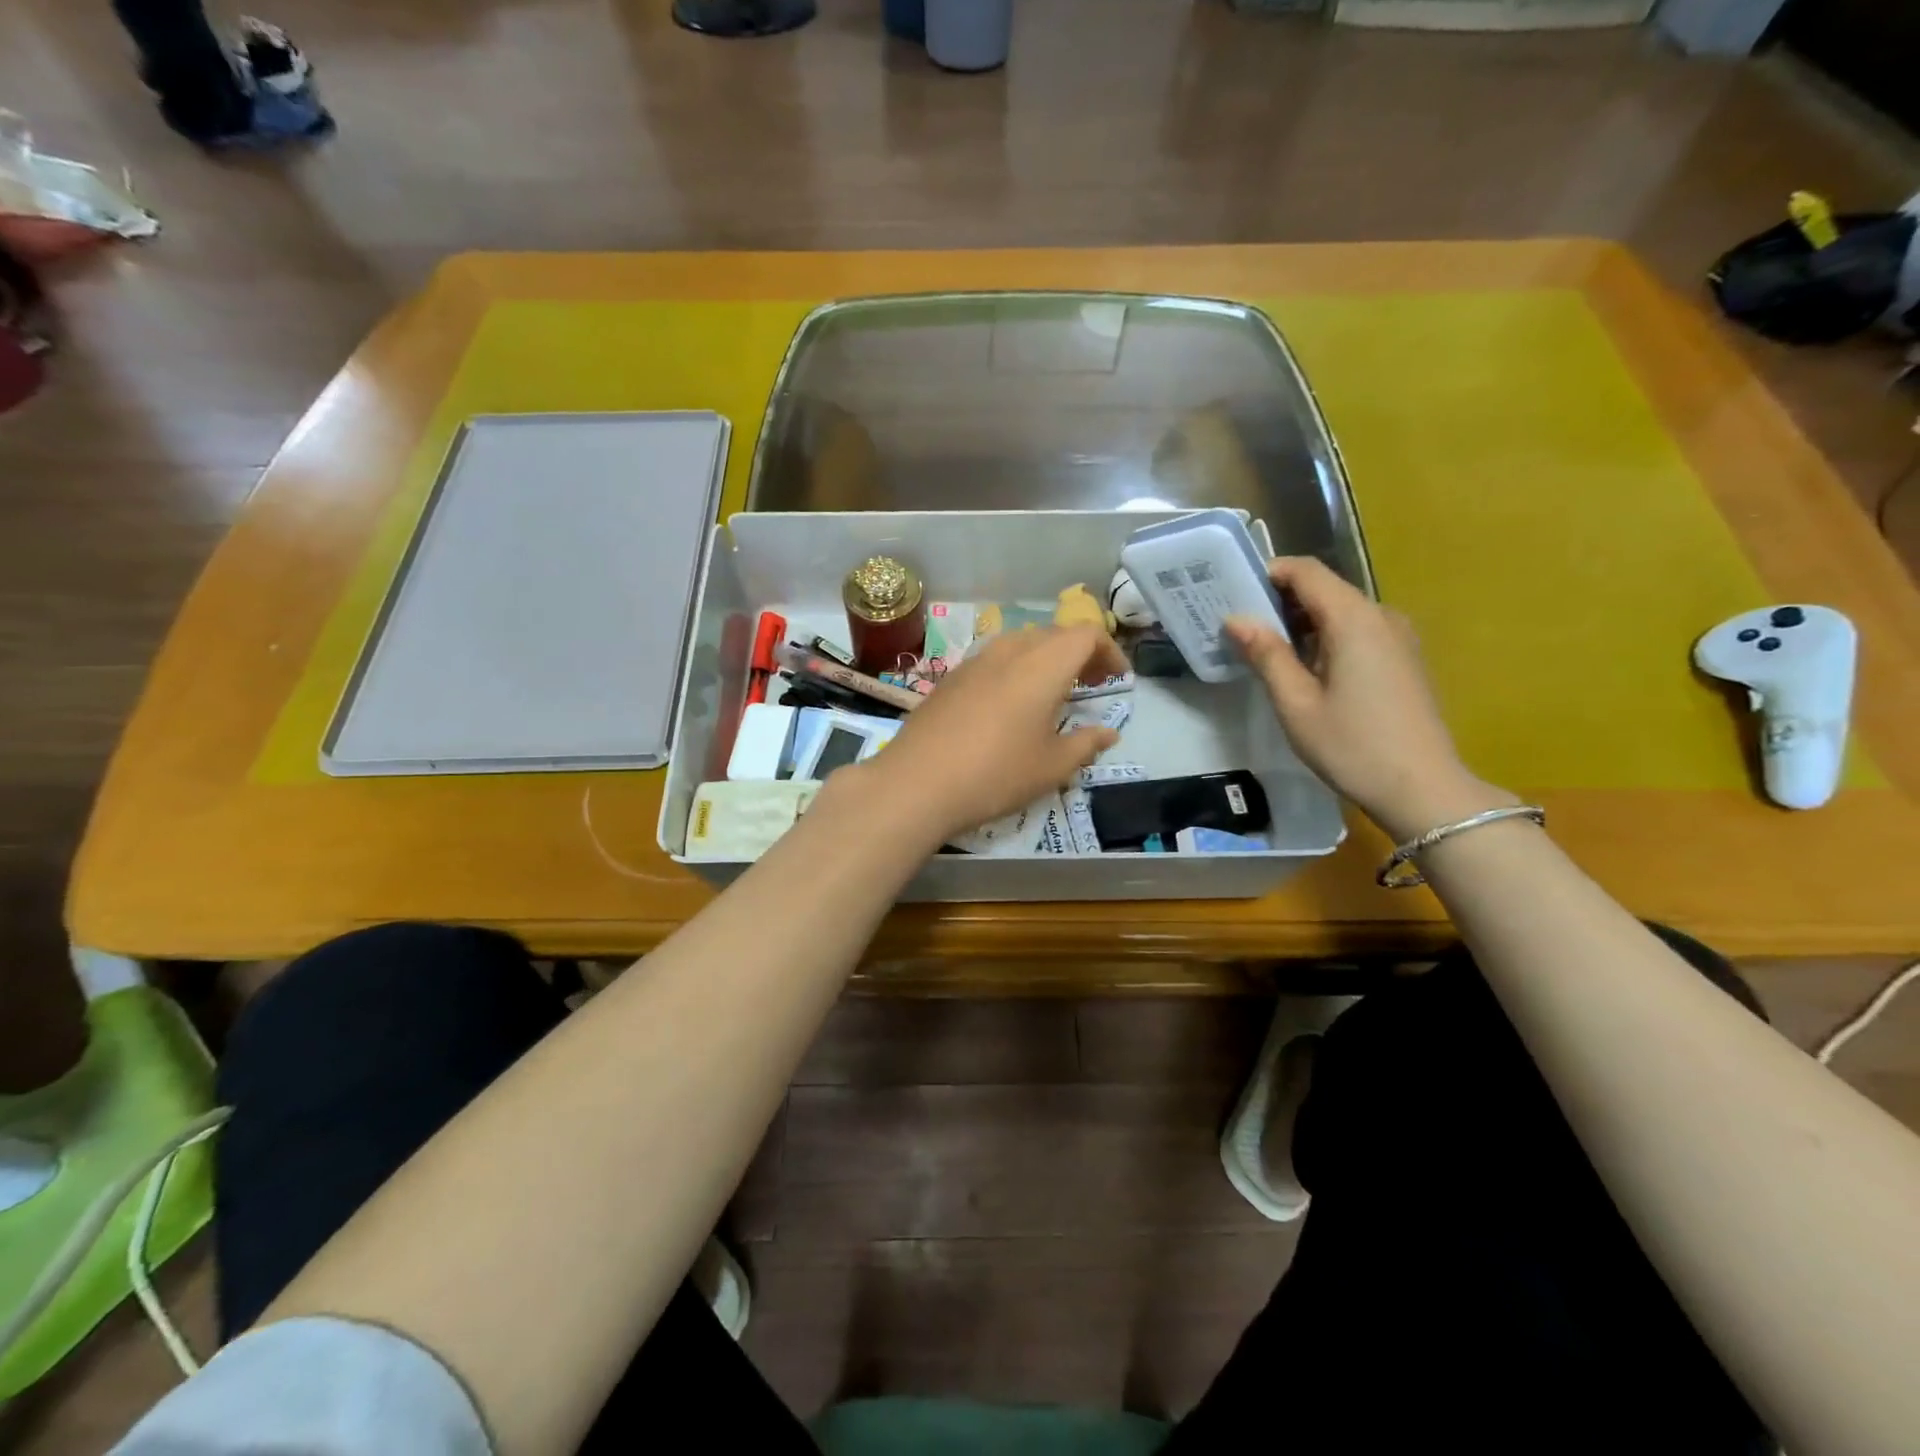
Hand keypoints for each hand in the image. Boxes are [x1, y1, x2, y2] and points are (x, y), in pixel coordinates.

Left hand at [854, 625, 1129, 846]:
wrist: (916, 783)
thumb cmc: (996, 774)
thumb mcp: (1052, 767)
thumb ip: (1085, 744)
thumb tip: (1108, 733)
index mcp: (1043, 665)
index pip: (1086, 634)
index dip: (1109, 652)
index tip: (1118, 680)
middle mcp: (1010, 651)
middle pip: (1054, 634)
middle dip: (1080, 653)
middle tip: (1092, 684)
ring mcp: (975, 661)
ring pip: (1021, 643)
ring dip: (1045, 659)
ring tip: (1053, 693)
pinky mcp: (950, 677)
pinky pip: (994, 659)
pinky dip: (1015, 669)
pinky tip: (1009, 704)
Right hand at [1225, 557, 1508, 840]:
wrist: (1423, 788)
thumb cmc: (1351, 745)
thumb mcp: (1296, 703)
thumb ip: (1266, 655)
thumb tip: (1236, 619)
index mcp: (1353, 619)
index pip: (1307, 571)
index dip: (1270, 573)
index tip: (1235, 591)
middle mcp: (1381, 616)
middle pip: (1325, 589)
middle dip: (1281, 600)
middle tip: (1241, 626)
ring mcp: (1398, 638)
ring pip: (1341, 612)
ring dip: (1303, 622)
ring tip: (1267, 651)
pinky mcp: (1404, 659)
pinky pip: (1358, 632)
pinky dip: (1326, 638)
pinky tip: (1306, 671)